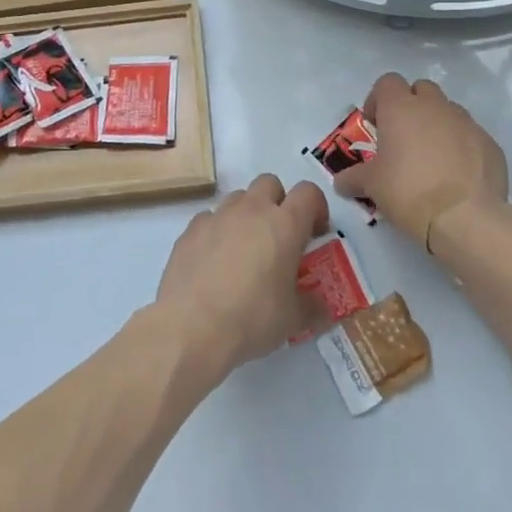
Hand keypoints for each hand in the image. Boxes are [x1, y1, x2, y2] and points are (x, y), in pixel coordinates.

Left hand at [155, 175, 326, 376]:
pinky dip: (217, 231)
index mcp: (285, 224)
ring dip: (247, 215)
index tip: (315, 233)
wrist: (192, 327)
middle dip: (278, 203)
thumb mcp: (293, 319)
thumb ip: (312, 306)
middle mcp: (251, 210)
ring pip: (238, 198)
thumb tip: (321, 306)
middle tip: (279, 237)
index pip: (308, 192)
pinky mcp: (190, 230)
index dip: (316, 207)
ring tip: (245, 250)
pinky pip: (209, 218)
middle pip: (270, 183)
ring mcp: (217, 216)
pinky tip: (215, 261)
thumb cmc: (253, 318)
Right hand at [335, 73, 507, 250]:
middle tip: (402, 138)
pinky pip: (470, 136)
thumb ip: (353, 178)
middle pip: (421, 89)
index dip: (378, 100)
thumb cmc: (409, 192)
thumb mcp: (371, 186)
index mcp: (401, 108)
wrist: (466, 219)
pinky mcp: (490, 144)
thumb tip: (341, 183)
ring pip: (448, 111)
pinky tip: (456, 176)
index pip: (387, 82)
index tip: (376, 126)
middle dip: (411, 106)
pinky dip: (461, 146)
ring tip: (431, 159)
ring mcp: (467, 122)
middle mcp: (435, 106)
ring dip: (437, 125)